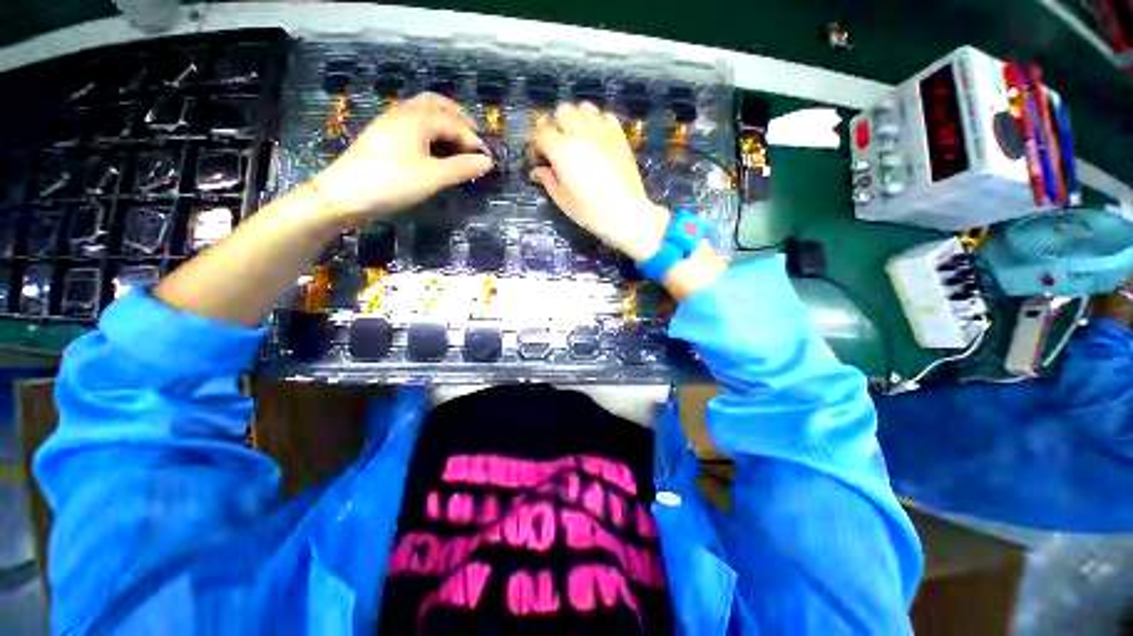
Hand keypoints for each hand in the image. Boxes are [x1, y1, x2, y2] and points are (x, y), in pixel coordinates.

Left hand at [312, 93, 493, 225]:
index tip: (487, 159)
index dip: (473, 140)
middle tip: (474, 137)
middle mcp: (403, 114)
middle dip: (458, 117)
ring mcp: (390, 124)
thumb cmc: (392, 182)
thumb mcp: (432, 177)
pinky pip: (413, 124)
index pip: (453, 123)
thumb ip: (462, 168)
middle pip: (436, 104)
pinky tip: (435, 148)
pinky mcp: (383, 137)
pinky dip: (431, 130)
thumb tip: (488, 162)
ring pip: (423, 112)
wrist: (344, 193)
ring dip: (444, 122)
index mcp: (416, 119)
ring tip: (458, 144)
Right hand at [531, 102, 669, 261]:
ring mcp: (602, 131)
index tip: (539, 158)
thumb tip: (537, 170)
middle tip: (558, 146)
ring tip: (578, 137)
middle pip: (562, 111)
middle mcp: (580, 133)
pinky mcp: (619, 135)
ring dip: (577, 118)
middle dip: (556, 125)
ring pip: (585, 107)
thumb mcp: (562, 199)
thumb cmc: (589, 211)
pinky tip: (598, 139)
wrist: (624, 212)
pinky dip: (599, 122)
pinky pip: (606, 116)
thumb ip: (548, 180)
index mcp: (561, 150)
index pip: (541, 134)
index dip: (537, 145)